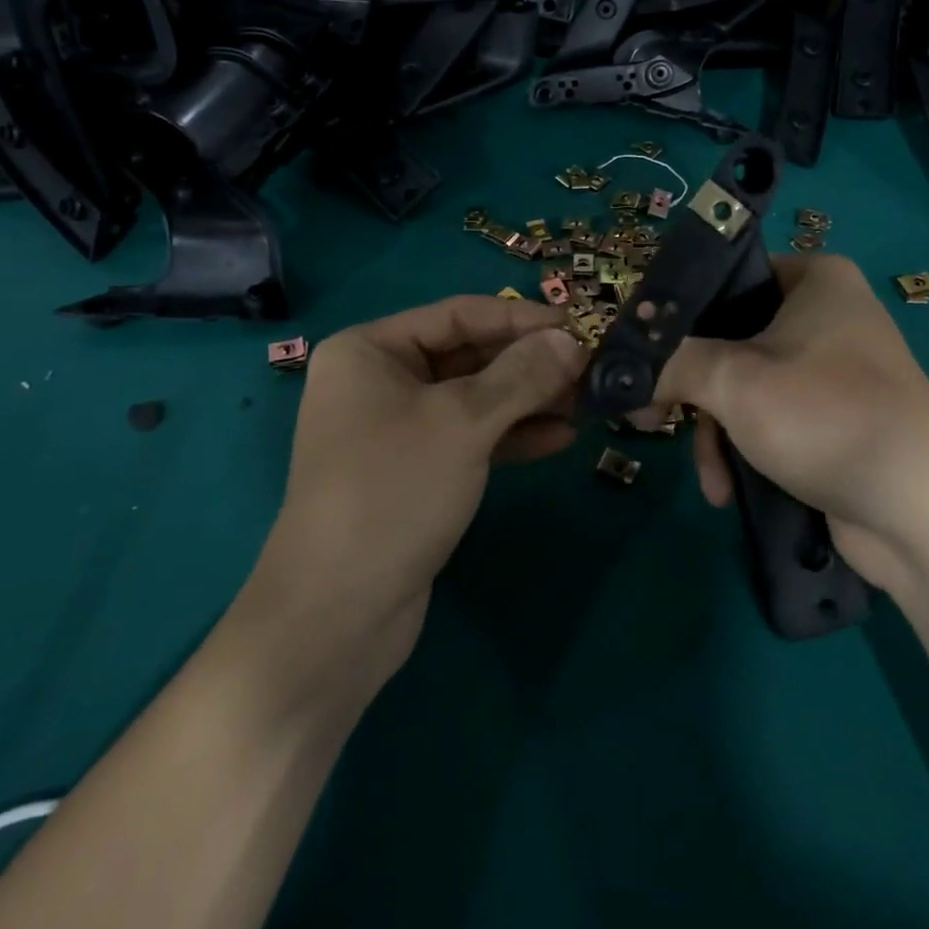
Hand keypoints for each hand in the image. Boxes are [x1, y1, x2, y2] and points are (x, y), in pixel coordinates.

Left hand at [244, 295, 587, 698]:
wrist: (338, 614)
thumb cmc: (394, 490)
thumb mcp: (462, 422)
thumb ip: (521, 375)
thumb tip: (571, 342)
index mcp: (370, 350)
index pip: (458, 314)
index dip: (521, 318)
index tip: (579, 327)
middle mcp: (380, 381)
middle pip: (468, 355)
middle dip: (529, 363)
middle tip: (590, 368)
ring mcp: (396, 430)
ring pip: (474, 399)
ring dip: (528, 400)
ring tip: (586, 403)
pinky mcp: (416, 473)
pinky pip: (470, 438)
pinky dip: (512, 436)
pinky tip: (560, 438)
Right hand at [655, 254, 928, 587]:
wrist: (924, 512)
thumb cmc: (824, 416)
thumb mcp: (733, 380)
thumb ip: (670, 361)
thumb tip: (620, 367)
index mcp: (812, 279)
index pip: (723, 278)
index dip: (675, 315)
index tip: (638, 354)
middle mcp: (825, 314)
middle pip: (728, 337)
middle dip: (690, 388)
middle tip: (647, 416)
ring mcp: (831, 369)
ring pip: (743, 384)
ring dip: (714, 430)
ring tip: (704, 473)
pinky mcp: (833, 419)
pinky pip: (769, 418)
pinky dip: (744, 448)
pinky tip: (727, 489)